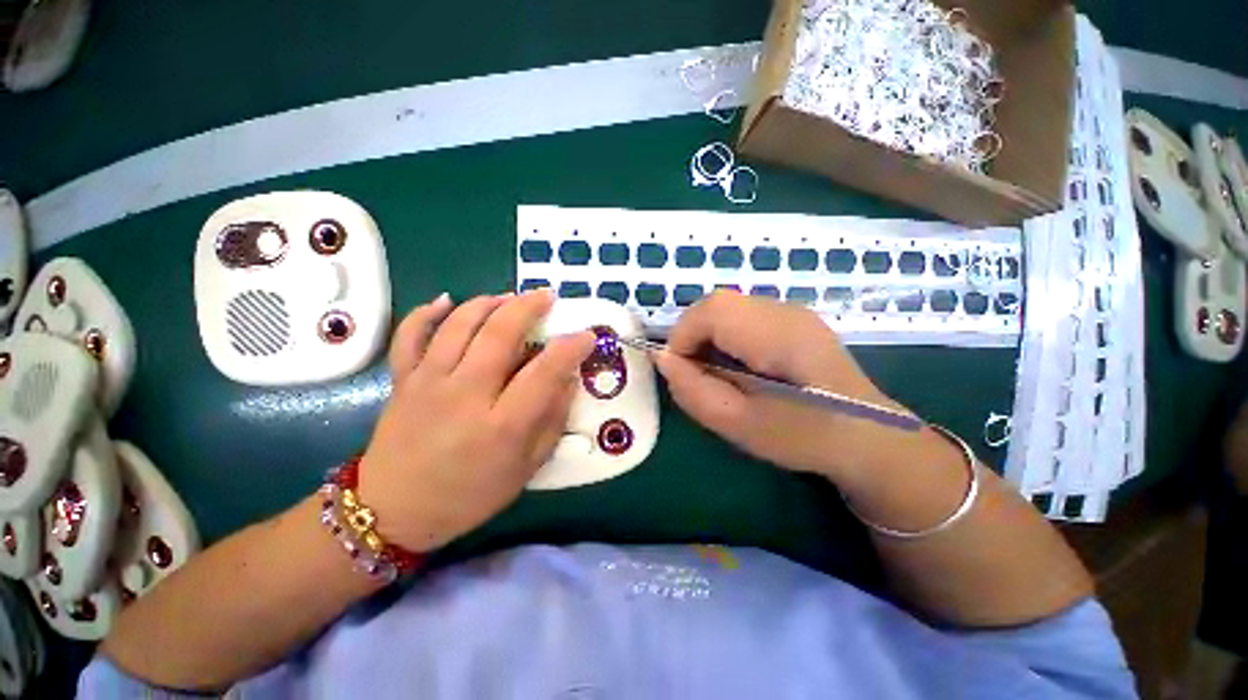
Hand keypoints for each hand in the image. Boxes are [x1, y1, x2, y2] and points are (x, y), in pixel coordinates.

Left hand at [357, 290, 594, 551]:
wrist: (393, 511)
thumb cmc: (470, 495)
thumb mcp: (526, 468)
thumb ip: (552, 420)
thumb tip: (568, 378)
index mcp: (502, 425)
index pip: (545, 371)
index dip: (571, 347)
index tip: (587, 336)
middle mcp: (465, 394)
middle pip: (500, 333)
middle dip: (529, 306)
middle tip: (548, 296)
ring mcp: (429, 382)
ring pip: (460, 323)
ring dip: (489, 302)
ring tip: (510, 298)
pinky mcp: (402, 380)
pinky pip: (410, 334)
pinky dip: (428, 311)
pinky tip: (448, 300)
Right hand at [655, 290, 912, 479]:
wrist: (870, 435)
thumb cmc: (806, 437)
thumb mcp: (740, 425)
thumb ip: (694, 391)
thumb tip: (661, 358)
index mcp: (777, 334)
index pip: (711, 310)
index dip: (682, 336)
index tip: (679, 371)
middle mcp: (785, 311)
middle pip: (717, 304)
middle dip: (693, 335)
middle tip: (696, 373)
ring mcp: (792, 311)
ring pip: (728, 308)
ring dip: (709, 335)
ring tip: (717, 371)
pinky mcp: (794, 319)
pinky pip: (743, 316)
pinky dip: (726, 336)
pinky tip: (740, 365)